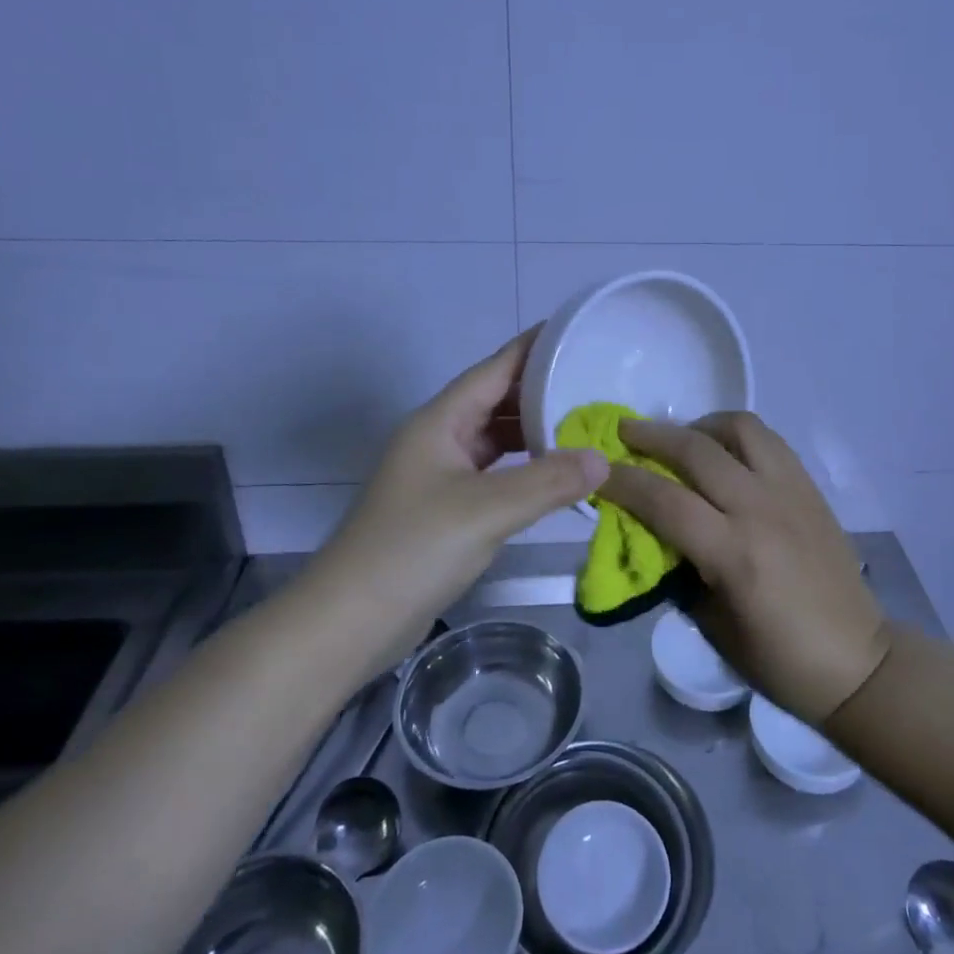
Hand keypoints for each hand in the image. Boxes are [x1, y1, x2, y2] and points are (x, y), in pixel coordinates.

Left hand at [324, 330, 607, 635]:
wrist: (350, 621)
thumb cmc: (413, 549)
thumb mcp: (486, 510)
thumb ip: (548, 481)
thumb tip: (603, 459)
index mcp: (440, 422)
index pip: (494, 370)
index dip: (534, 348)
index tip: (576, 332)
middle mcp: (439, 439)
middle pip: (496, 401)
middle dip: (543, 392)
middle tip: (596, 384)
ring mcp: (441, 475)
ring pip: (496, 439)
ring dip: (536, 432)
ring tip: (586, 425)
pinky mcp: (447, 508)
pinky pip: (495, 473)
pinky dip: (526, 469)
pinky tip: (556, 475)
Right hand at [601, 413, 890, 725]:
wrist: (858, 661)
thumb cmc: (778, 660)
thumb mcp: (711, 625)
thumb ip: (679, 571)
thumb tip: (651, 535)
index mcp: (735, 554)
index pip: (664, 499)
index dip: (623, 481)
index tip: (597, 471)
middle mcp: (762, 509)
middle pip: (697, 450)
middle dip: (652, 435)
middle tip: (624, 432)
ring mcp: (791, 492)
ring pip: (740, 428)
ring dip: (701, 425)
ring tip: (681, 438)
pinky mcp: (810, 488)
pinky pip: (769, 441)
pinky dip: (737, 435)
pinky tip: (724, 453)